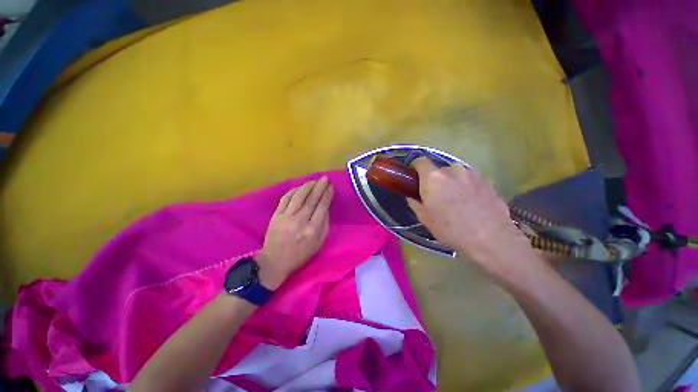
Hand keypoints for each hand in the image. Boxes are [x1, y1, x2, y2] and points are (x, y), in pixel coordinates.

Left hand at [257, 177, 333, 289]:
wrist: (274, 261)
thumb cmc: (300, 254)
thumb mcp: (318, 243)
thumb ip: (324, 225)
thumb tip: (326, 208)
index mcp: (312, 230)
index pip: (322, 207)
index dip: (327, 195)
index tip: (331, 187)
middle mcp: (300, 221)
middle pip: (311, 199)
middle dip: (319, 187)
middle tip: (325, 179)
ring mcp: (286, 217)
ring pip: (298, 196)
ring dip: (307, 186)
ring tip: (314, 181)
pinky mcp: (276, 216)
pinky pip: (285, 199)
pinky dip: (293, 191)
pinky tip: (299, 188)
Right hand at [407, 157, 540, 278]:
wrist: (491, 239)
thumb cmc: (451, 229)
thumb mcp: (425, 219)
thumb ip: (415, 203)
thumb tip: (412, 196)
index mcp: (433, 177)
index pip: (420, 161)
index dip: (415, 168)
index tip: (415, 179)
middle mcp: (453, 170)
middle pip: (439, 169)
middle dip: (435, 180)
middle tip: (437, 196)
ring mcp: (473, 174)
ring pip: (456, 174)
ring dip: (452, 182)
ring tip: (457, 200)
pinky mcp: (488, 181)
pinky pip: (471, 179)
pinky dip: (467, 186)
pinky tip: (472, 203)